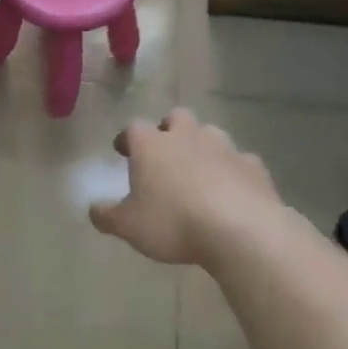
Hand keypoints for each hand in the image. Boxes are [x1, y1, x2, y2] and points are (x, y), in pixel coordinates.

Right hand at [90, 108, 283, 267]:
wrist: (240, 230)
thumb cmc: (173, 222)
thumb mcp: (127, 226)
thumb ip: (106, 215)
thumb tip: (93, 209)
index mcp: (151, 145)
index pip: (133, 129)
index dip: (127, 139)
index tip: (123, 151)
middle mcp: (187, 136)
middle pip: (176, 118)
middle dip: (168, 130)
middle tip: (163, 152)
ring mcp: (224, 147)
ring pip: (210, 134)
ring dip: (201, 146)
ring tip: (197, 171)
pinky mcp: (254, 166)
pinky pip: (239, 160)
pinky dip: (231, 170)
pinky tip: (230, 189)